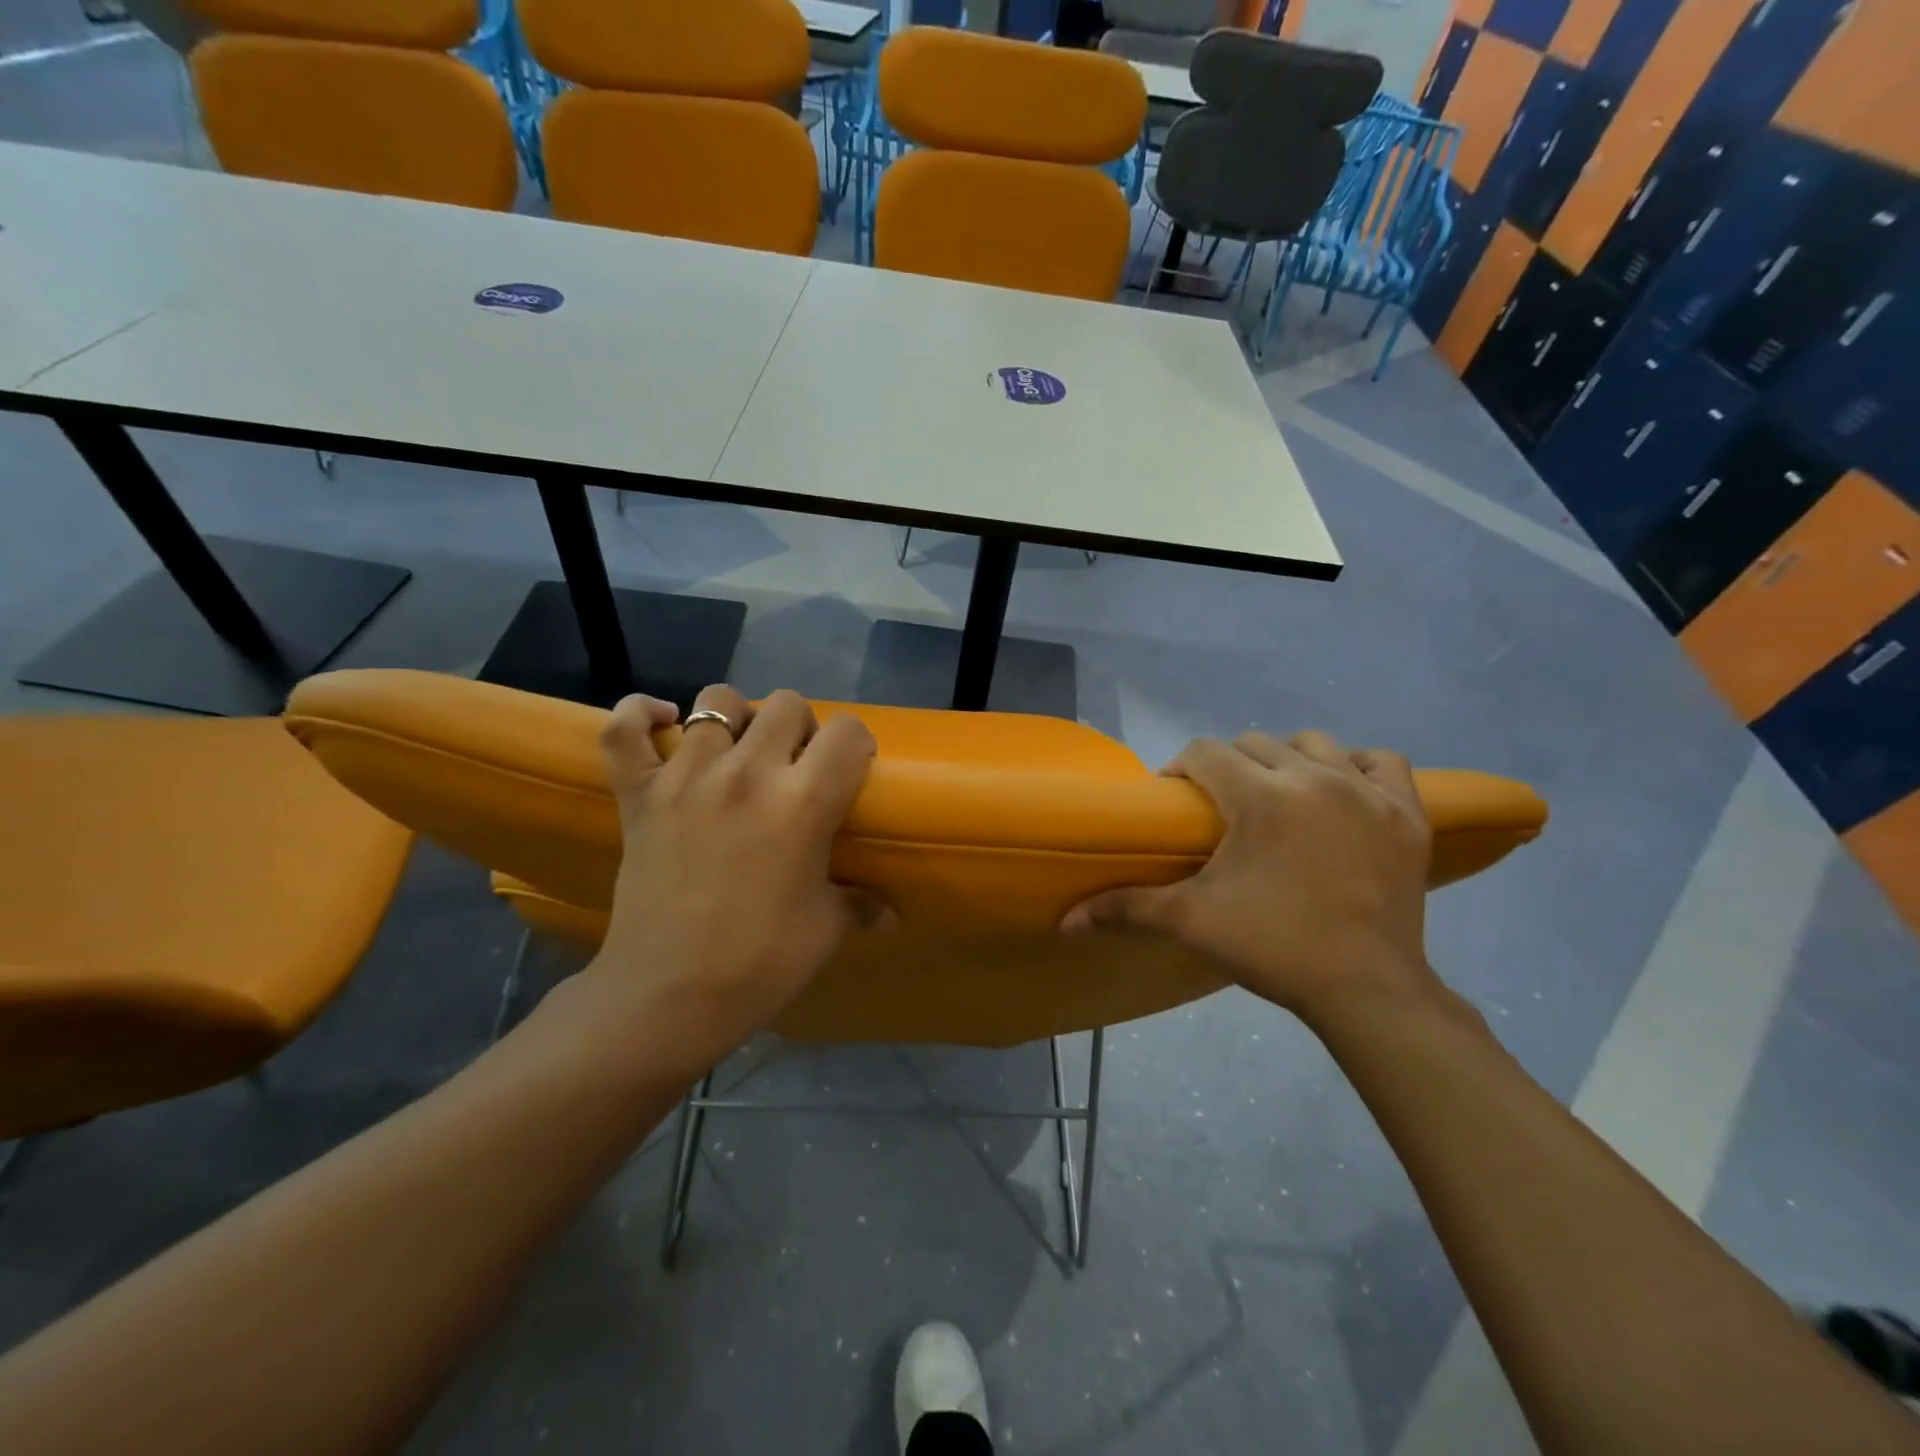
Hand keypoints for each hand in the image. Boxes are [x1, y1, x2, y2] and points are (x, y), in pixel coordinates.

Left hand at [580, 685, 877, 1071]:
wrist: (667, 998)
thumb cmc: (760, 964)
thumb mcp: (825, 930)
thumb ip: (860, 904)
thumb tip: (889, 914)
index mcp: (803, 802)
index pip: (847, 732)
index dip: (857, 745)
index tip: (852, 770)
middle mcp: (747, 773)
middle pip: (787, 704)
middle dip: (802, 728)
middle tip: (797, 766)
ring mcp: (686, 777)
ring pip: (717, 701)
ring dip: (738, 718)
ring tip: (740, 751)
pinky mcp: (639, 793)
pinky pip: (624, 729)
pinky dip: (640, 715)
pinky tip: (664, 723)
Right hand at [1063, 731, 1440, 1027]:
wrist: (1367, 990)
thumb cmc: (1273, 948)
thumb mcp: (1192, 923)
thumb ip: (1126, 908)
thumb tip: (1065, 921)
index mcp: (1261, 797)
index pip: (1205, 752)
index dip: (1181, 769)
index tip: (1177, 799)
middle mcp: (1315, 778)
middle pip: (1255, 743)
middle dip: (1229, 765)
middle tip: (1222, 807)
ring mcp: (1368, 792)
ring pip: (1316, 744)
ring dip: (1287, 760)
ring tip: (1278, 796)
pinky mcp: (1408, 814)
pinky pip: (1383, 763)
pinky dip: (1359, 767)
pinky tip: (1343, 791)